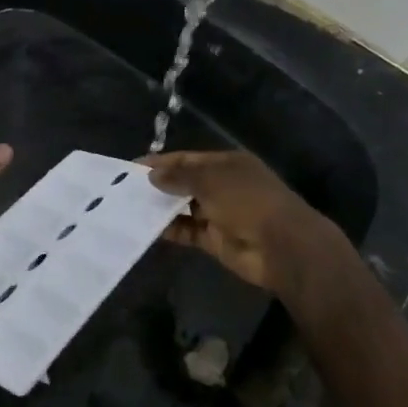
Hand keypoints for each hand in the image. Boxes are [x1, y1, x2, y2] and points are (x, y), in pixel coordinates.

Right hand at [140, 149, 352, 301]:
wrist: (282, 247)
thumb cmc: (248, 201)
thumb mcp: (211, 181)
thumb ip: (179, 177)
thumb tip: (152, 175)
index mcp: (227, 164)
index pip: (188, 159)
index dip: (162, 161)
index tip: (132, 167)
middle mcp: (223, 186)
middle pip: (185, 182)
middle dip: (159, 184)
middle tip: (125, 189)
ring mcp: (220, 213)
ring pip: (184, 208)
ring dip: (162, 208)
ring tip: (130, 208)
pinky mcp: (215, 239)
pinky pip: (188, 231)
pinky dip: (170, 230)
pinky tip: (147, 228)